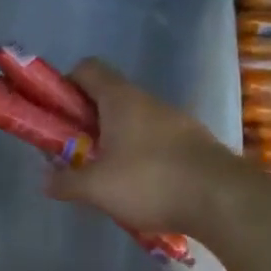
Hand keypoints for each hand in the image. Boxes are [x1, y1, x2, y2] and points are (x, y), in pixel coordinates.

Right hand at [45, 59, 242, 235]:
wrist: (224, 201)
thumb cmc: (150, 182)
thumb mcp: (95, 188)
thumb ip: (65, 182)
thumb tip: (46, 180)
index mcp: (121, 100)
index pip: (87, 69)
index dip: (65, 85)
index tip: (55, 115)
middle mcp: (149, 102)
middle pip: (108, 98)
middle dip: (85, 122)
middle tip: (73, 153)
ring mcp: (176, 121)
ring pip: (132, 121)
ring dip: (112, 141)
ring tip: (104, 177)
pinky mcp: (193, 144)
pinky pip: (155, 140)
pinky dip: (138, 156)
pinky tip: (137, 187)